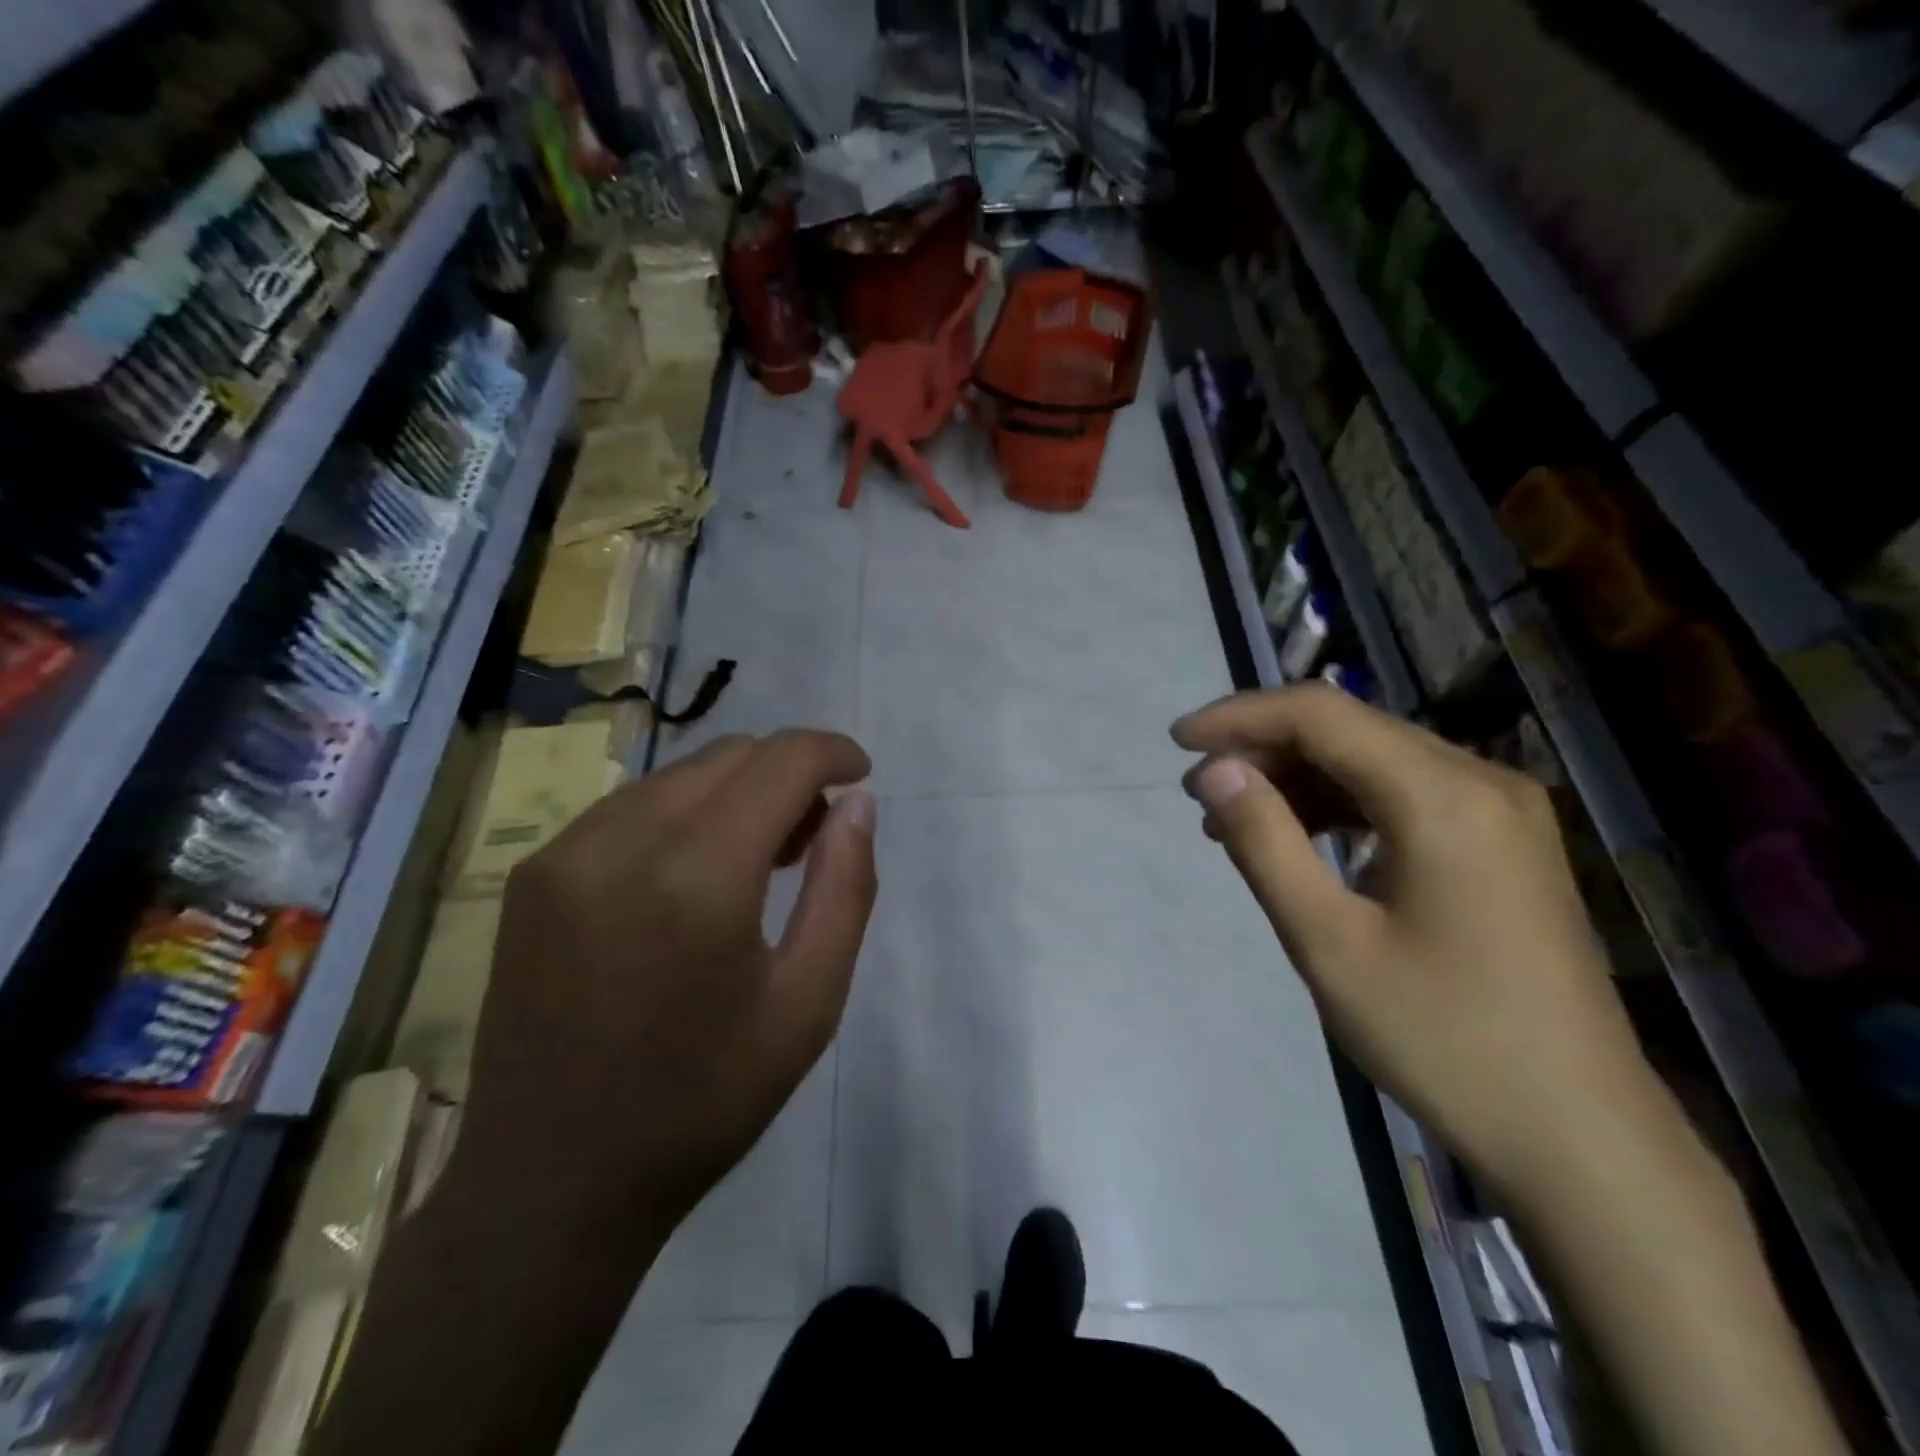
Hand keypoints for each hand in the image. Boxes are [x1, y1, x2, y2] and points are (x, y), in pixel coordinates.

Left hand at [452, 730, 877, 1264]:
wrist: (551, 1183)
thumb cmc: (703, 1100)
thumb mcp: (808, 1003)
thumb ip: (845, 888)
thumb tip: (857, 803)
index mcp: (698, 877)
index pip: (781, 762)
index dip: (832, 752)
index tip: (860, 775)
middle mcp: (622, 841)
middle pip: (729, 755)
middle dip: (787, 773)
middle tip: (814, 835)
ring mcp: (565, 851)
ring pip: (678, 774)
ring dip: (735, 791)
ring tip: (758, 858)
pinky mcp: (534, 872)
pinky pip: (629, 806)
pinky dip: (682, 814)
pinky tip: (692, 874)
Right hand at [1174, 685, 1661, 1195]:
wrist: (1579, 1136)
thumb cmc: (1443, 1038)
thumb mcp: (1328, 941)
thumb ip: (1264, 842)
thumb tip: (1216, 771)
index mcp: (1444, 797)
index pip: (1321, 715)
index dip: (1240, 716)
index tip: (1178, 742)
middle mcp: (1481, 780)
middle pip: (1349, 729)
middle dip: (1263, 748)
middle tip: (1199, 793)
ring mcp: (1500, 811)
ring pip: (1373, 760)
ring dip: (1297, 778)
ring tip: (1232, 821)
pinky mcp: (1502, 843)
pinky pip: (1402, 796)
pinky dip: (1339, 806)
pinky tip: (1298, 839)